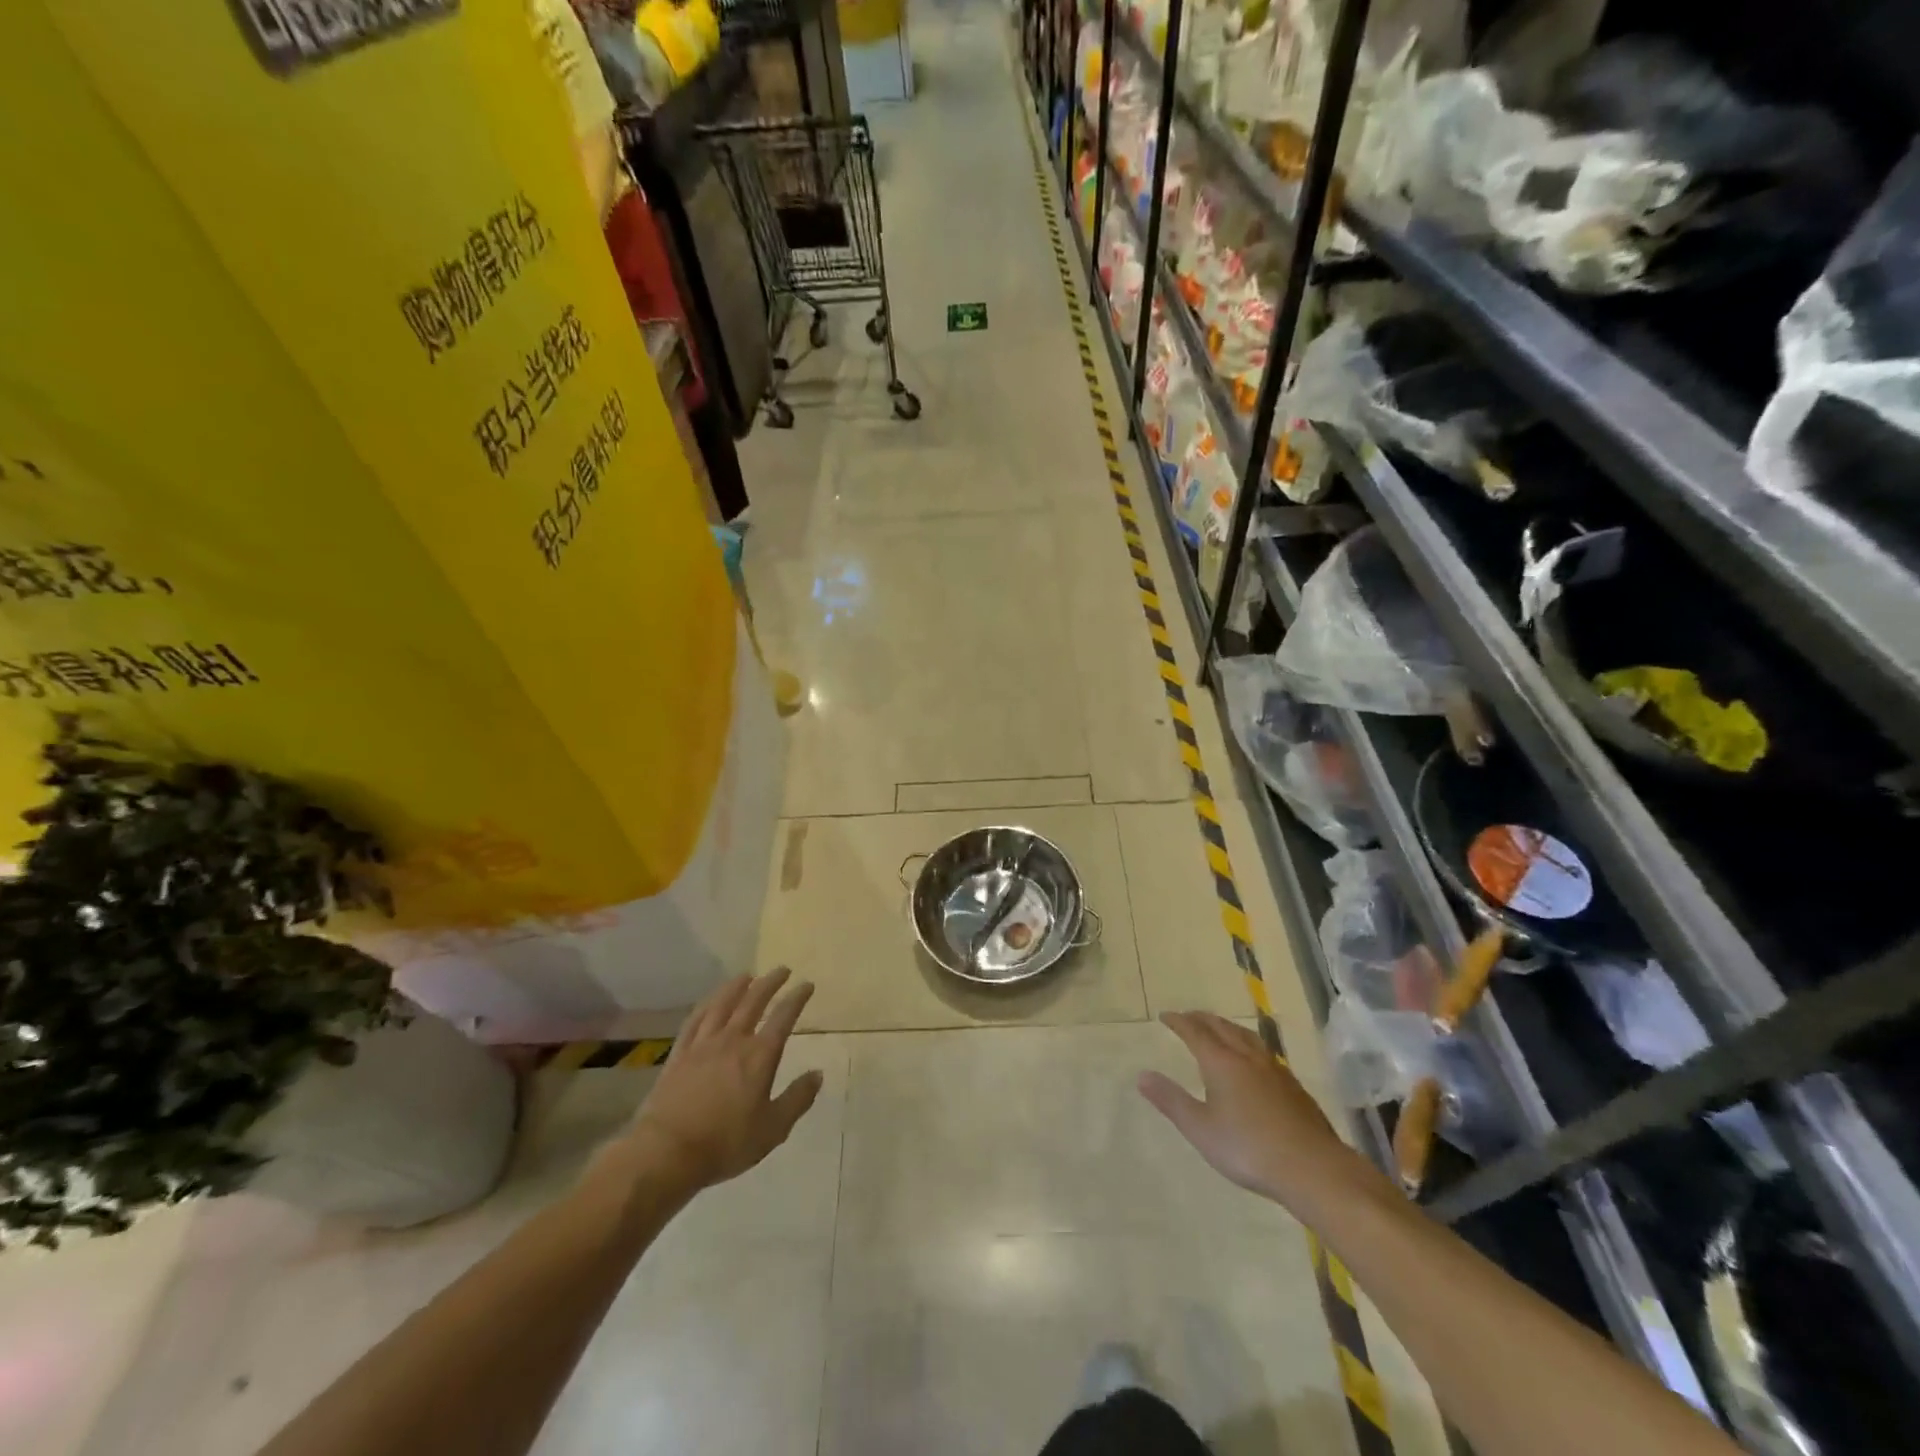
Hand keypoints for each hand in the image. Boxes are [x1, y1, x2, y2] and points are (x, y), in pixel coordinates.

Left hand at [617, 968, 823, 1194]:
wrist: (666, 1152)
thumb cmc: (725, 1143)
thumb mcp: (772, 1129)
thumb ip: (797, 1099)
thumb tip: (818, 1074)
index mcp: (760, 1056)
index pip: (783, 1017)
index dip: (797, 998)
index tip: (807, 985)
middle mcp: (733, 1040)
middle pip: (753, 1002)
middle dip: (770, 983)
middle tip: (782, 970)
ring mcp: (703, 1044)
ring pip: (722, 1005)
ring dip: (737, 987)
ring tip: (747, 975)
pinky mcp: (679, 1054)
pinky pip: (695, 1020)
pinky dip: (706, 1005)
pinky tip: (710, 1001)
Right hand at [1139, 1011, 1371, 1213]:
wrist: (1312, 1168)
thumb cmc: (1248, 1149)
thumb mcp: (1200, 1129)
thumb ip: (1171, 1100)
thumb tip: (1142, 1075)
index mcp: (1221, 1062)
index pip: (1195, 1032)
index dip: (1179, 1022)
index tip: (1166, 1016)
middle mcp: (1247, 1057)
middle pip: (1222, 1027)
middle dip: (1202, 1019)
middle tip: (1188, 1017)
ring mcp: (1274, 1069)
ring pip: (1246, 1036)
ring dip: (1227, 1027)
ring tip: (1219, 1029)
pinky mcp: (1293, 1086)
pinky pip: (1263, 1051)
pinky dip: (1247, 1044)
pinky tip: (1253, 1060)